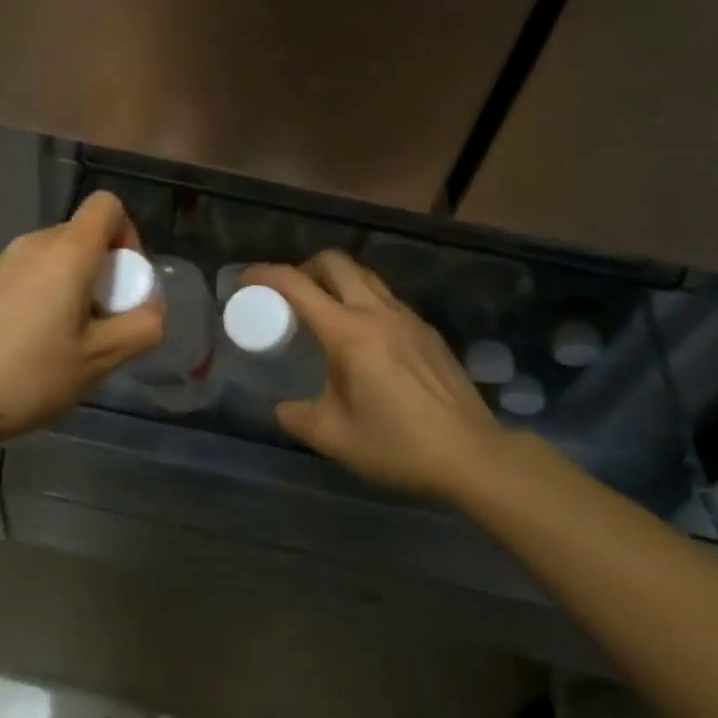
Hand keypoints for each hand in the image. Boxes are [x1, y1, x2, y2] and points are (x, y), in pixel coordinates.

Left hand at [0, 191, 164, 446]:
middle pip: (84, 234)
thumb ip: (142, 327)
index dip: (128, 234)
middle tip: (103, 322)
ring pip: (57, 256)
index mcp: (67, 252)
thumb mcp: (101, 359)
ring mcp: (5, 261)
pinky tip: (36, 342)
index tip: (124, 282)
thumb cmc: (31, 375)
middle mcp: (35, 244)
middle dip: (105, 270)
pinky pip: (32, 272)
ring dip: (76, 284)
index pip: (107, 205)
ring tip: (70, 338)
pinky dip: (47, 293)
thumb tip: (152, 308)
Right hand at [243, 252, 505, 502]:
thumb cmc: (398, 446)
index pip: (296, 285)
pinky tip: (363, 338)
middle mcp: (377, 313)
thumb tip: (282, 407)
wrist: (472, 455)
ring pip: (364, 275)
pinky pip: (385, 298)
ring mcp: (407, 317)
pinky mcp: (427, 330)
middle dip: (303, 268)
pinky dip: (362, 300)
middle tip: (289, 297)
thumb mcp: (335, 438)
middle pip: (334, 262)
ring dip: (336, 281)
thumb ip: (297, 417)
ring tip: (323, 313)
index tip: (245, 282)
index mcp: (348, 334)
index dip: (264, 274)